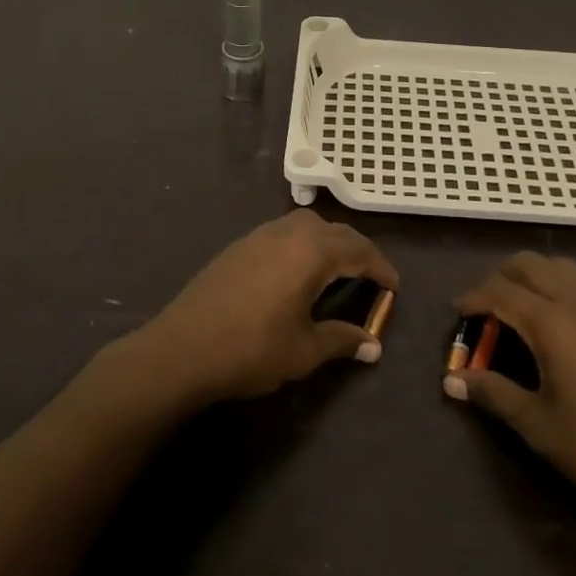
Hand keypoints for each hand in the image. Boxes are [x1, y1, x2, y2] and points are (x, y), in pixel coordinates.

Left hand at [138, 211, 399, 403]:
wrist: (181, 349)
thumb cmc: (251, 350)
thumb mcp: (303, 350)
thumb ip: (341, 341)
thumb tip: (373, 346)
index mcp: (311, 252)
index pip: (359, 251)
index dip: (380, 268)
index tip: (394, 287)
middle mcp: (288, 233)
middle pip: (335, 231)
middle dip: (358, 250)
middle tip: (370, 276)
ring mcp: (259, 235)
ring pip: (306, 224)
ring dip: (328, 241)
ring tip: (336, 269)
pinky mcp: (239, 246)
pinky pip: (283, 232)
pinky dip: (302, 243)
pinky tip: (296, 270)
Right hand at [447, 253, 575, 523]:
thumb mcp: (538, 425)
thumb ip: (493, 394)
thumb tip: (451, 381)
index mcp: (551, 321)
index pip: (499, 291)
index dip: (472, 298)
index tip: (456, 314)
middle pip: (528, 264)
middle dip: (499, 278)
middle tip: (484, 311)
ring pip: (558, 266)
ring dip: (530, 277)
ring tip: (517, 312)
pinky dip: (556, 286)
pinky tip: (555, 324)